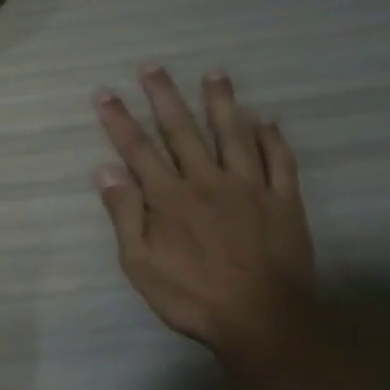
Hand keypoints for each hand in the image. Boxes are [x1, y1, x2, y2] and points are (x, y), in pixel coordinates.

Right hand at [94, 68, 317, 371]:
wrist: (263, 321)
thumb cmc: (192, 296)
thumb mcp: (140, 263)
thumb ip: (125, 214)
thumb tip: (106, 170)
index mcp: (169, 198)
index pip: (137, 150)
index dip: (119, 120)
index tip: (105, 93)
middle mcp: (207, 182)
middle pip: (182, 131)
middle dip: (164, 97)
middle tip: (152, 67)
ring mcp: (250, 188)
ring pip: (233, 135)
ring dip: (221, 102)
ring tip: (215, 74)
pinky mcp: (284, 202)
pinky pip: (279, 162)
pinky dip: (271, 138)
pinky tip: (265, 120)